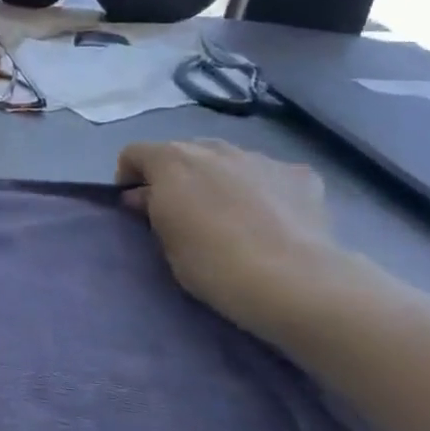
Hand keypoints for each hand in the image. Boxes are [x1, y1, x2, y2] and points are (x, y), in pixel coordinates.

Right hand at [116, 139, 349, 339]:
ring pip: (227, 161)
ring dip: (219, 179)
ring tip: (231, 215)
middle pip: (184, 152)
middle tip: (183, 212)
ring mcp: (260, 158)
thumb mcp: (165, 241)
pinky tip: (272, 218)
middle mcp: (213, 149)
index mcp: (171, 161)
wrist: (293, 281)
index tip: (136, 207)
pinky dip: (263, 189)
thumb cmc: (212, 263)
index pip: (134, 153)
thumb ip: (152, 209)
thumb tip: (144, 197)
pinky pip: (269, 175)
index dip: (129, 177)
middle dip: (178, 176)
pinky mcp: (300, 175)